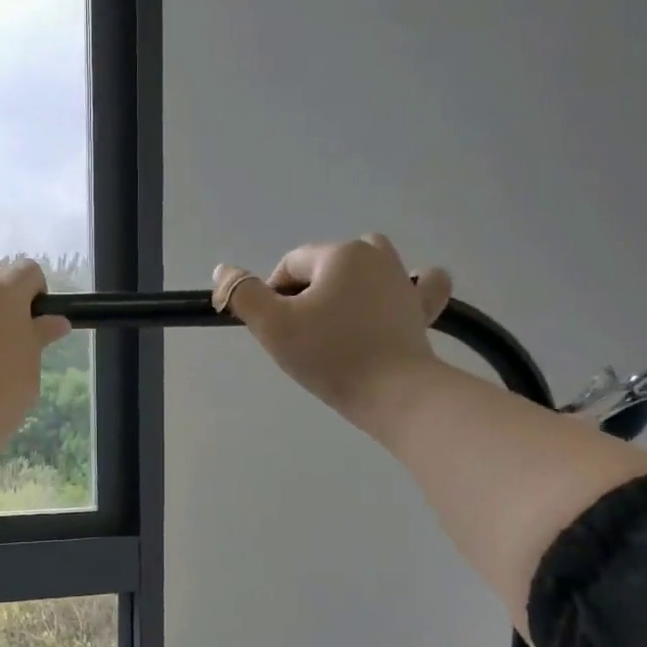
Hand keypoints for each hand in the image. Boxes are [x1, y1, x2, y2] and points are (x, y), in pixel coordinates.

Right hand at [213, 235, 453, 435]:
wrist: (392, 392)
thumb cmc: (328, 355)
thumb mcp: (272, 326)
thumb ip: (242, 294)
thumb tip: (223, 270)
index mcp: (339, 254)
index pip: (290, 264)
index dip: (273, 295)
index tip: (274, 331)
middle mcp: (375, 256)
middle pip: (327, 262)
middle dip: (309, 289)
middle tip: (302, 332)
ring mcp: (404, 281)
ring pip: (371, 264)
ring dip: (350, 281)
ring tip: (337, 317)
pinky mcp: (422, 309)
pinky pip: (422, 284)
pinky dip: (410, 286)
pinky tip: (402, 295)